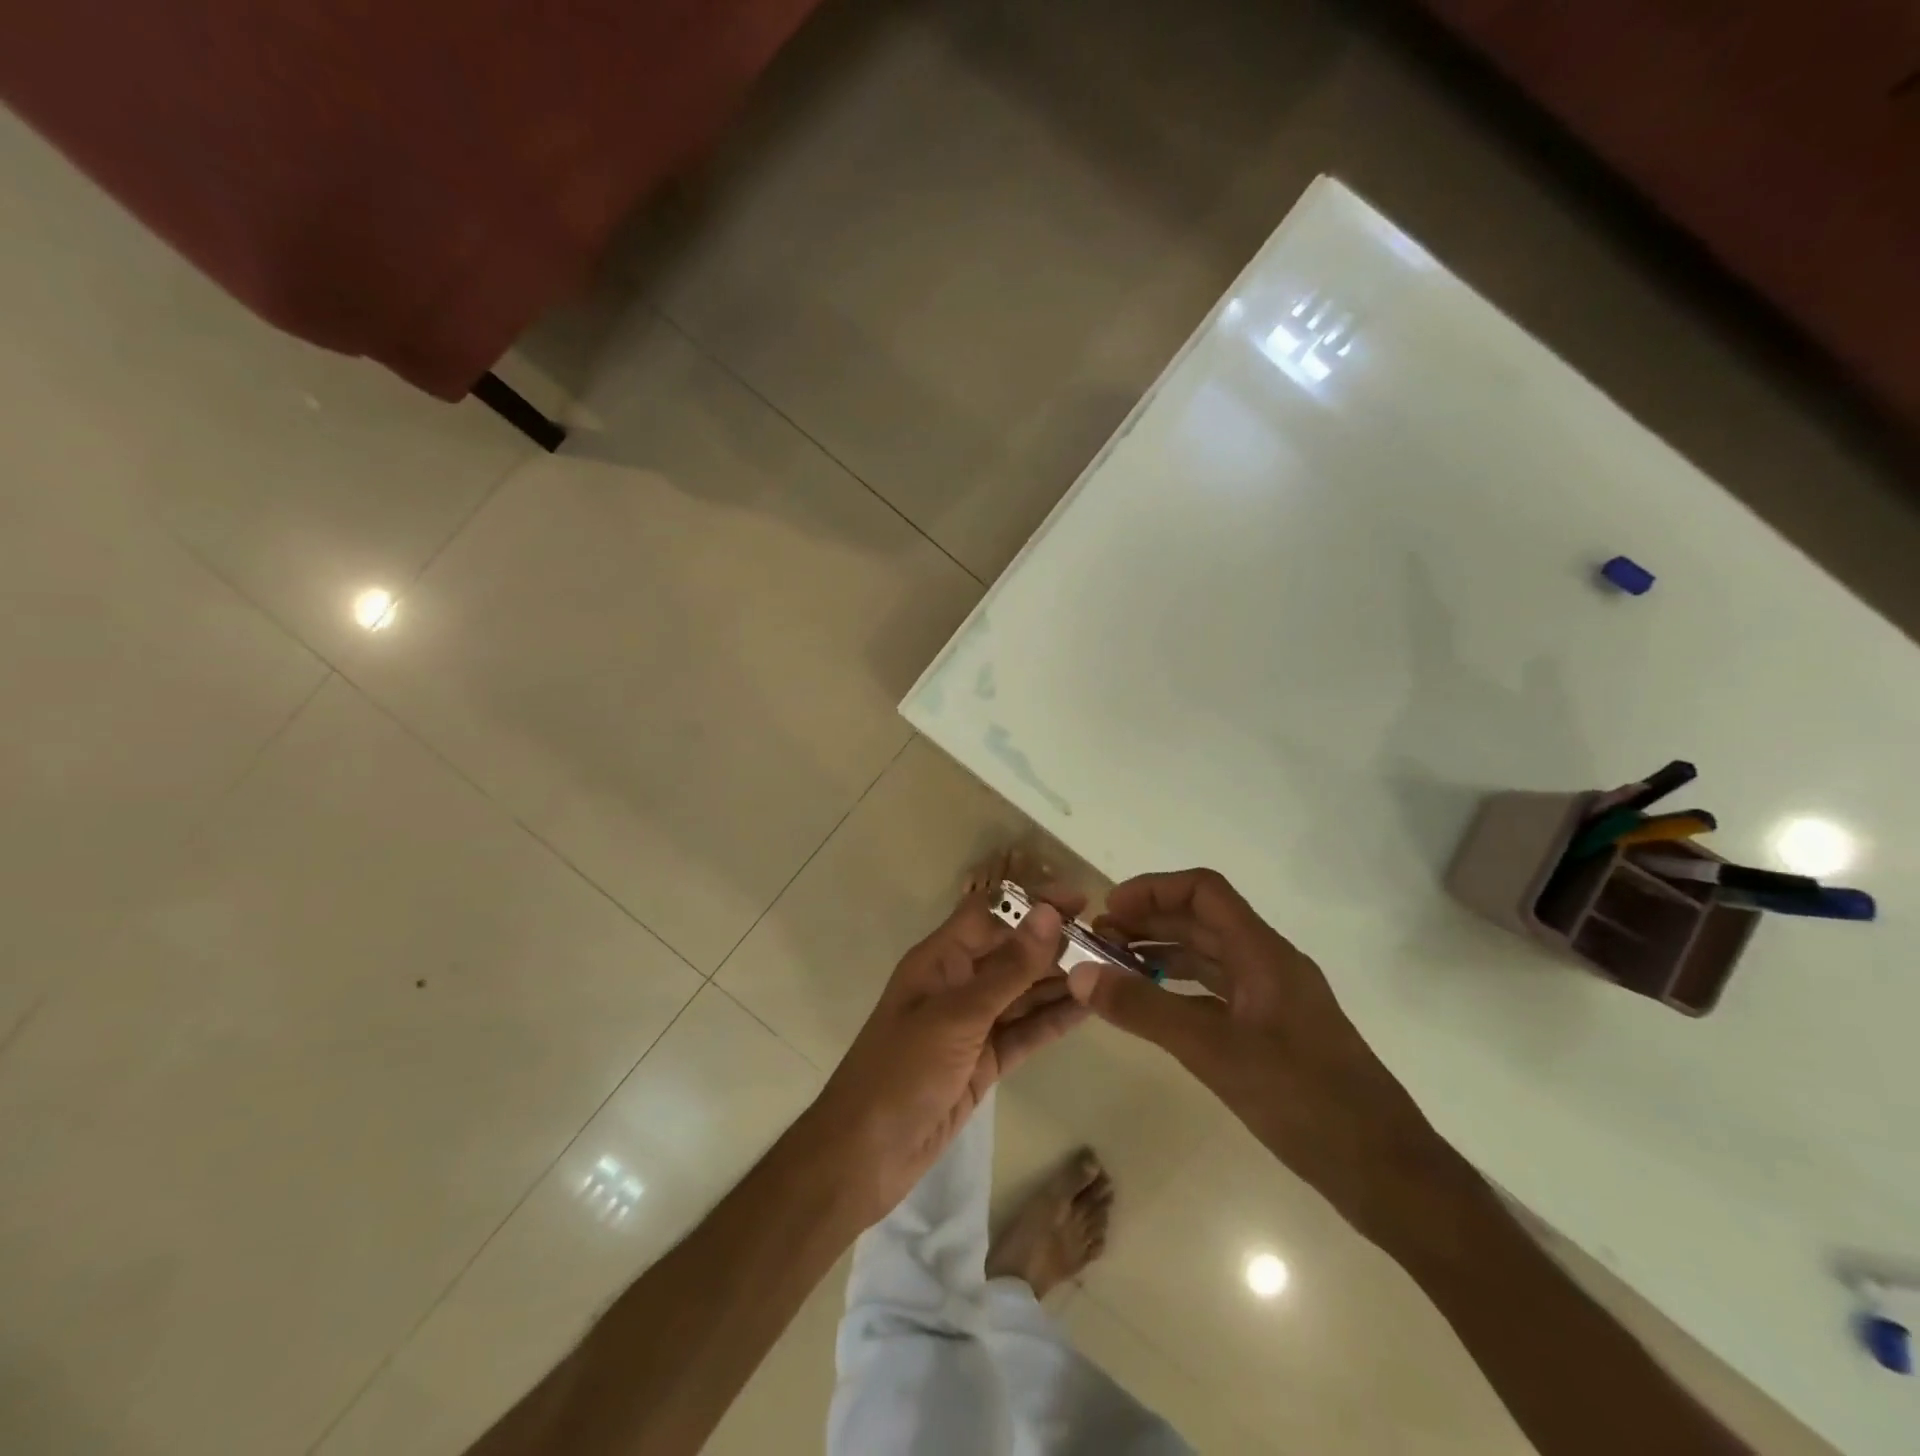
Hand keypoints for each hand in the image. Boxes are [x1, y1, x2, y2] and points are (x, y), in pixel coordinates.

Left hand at [807, 883, 1088, 1225]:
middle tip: (1110, 940)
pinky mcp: (984, 1062)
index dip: (1032, 902)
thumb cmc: (901, 1072)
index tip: (1081, 900)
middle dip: (1055, 943)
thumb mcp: (957, 1016)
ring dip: (1062, 980)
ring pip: (1024, 992)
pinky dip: (1054, 1020)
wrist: (864, 1156)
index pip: (990, 913)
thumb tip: (1049, 914)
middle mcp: (958, 984)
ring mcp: (972, 1025)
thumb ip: (1008, 969)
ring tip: (1112, 969)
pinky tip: (1089, 1008)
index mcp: (940, 959)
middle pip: (1012, 952)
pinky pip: (1025, 1031)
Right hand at [1070, 869, 1435, 1238]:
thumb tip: (1081, 973)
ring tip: (1114, 970)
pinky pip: (1217, 994)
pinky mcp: (1274, 1034)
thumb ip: (1145, 1010)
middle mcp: (1269, 964)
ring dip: (1162, 954)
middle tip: (1099, 942)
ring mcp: (1274, 1000)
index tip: (1110, 910)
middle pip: (1202, 921)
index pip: (1204, 891)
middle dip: (1149, 922)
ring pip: (1209, 958)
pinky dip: (1180, 990)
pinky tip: (1153, 1009)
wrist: (1388, 1174)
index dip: (1153, 889)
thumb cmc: (1305, 1101)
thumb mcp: (1214, 1052)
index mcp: (1264, 953)